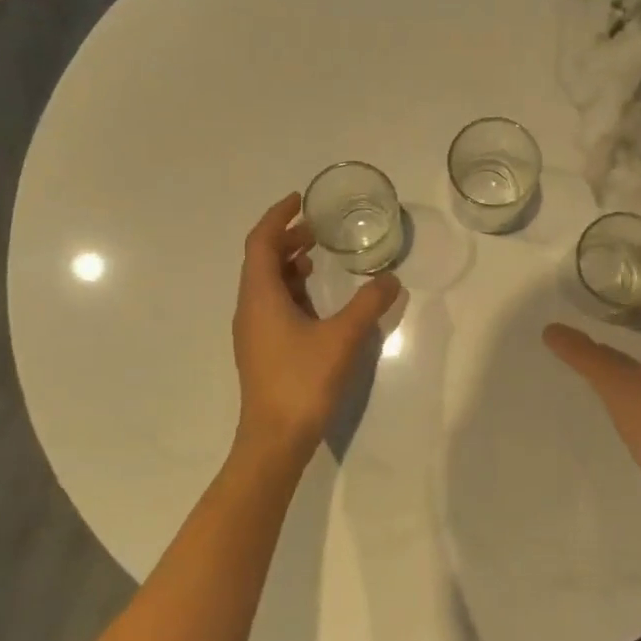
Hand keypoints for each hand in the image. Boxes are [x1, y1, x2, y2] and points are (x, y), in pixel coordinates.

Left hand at [231, 194, 401, 465]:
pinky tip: (315, 302)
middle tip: (317, 229)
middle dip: (286, 239)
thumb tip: (390, 279)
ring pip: (265, 284)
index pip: (260, 242)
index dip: (277, 216)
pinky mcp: (261, 350)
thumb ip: (368, 305)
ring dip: (288, 265)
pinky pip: (272, 305)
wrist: (274, 440)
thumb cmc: (303, 381)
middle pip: (261, 260)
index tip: (299, 200)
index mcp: (260, 296)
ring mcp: (253, 332)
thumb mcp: (342, 338)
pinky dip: (291, 290)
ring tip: (317, 258)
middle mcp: (250, 308)